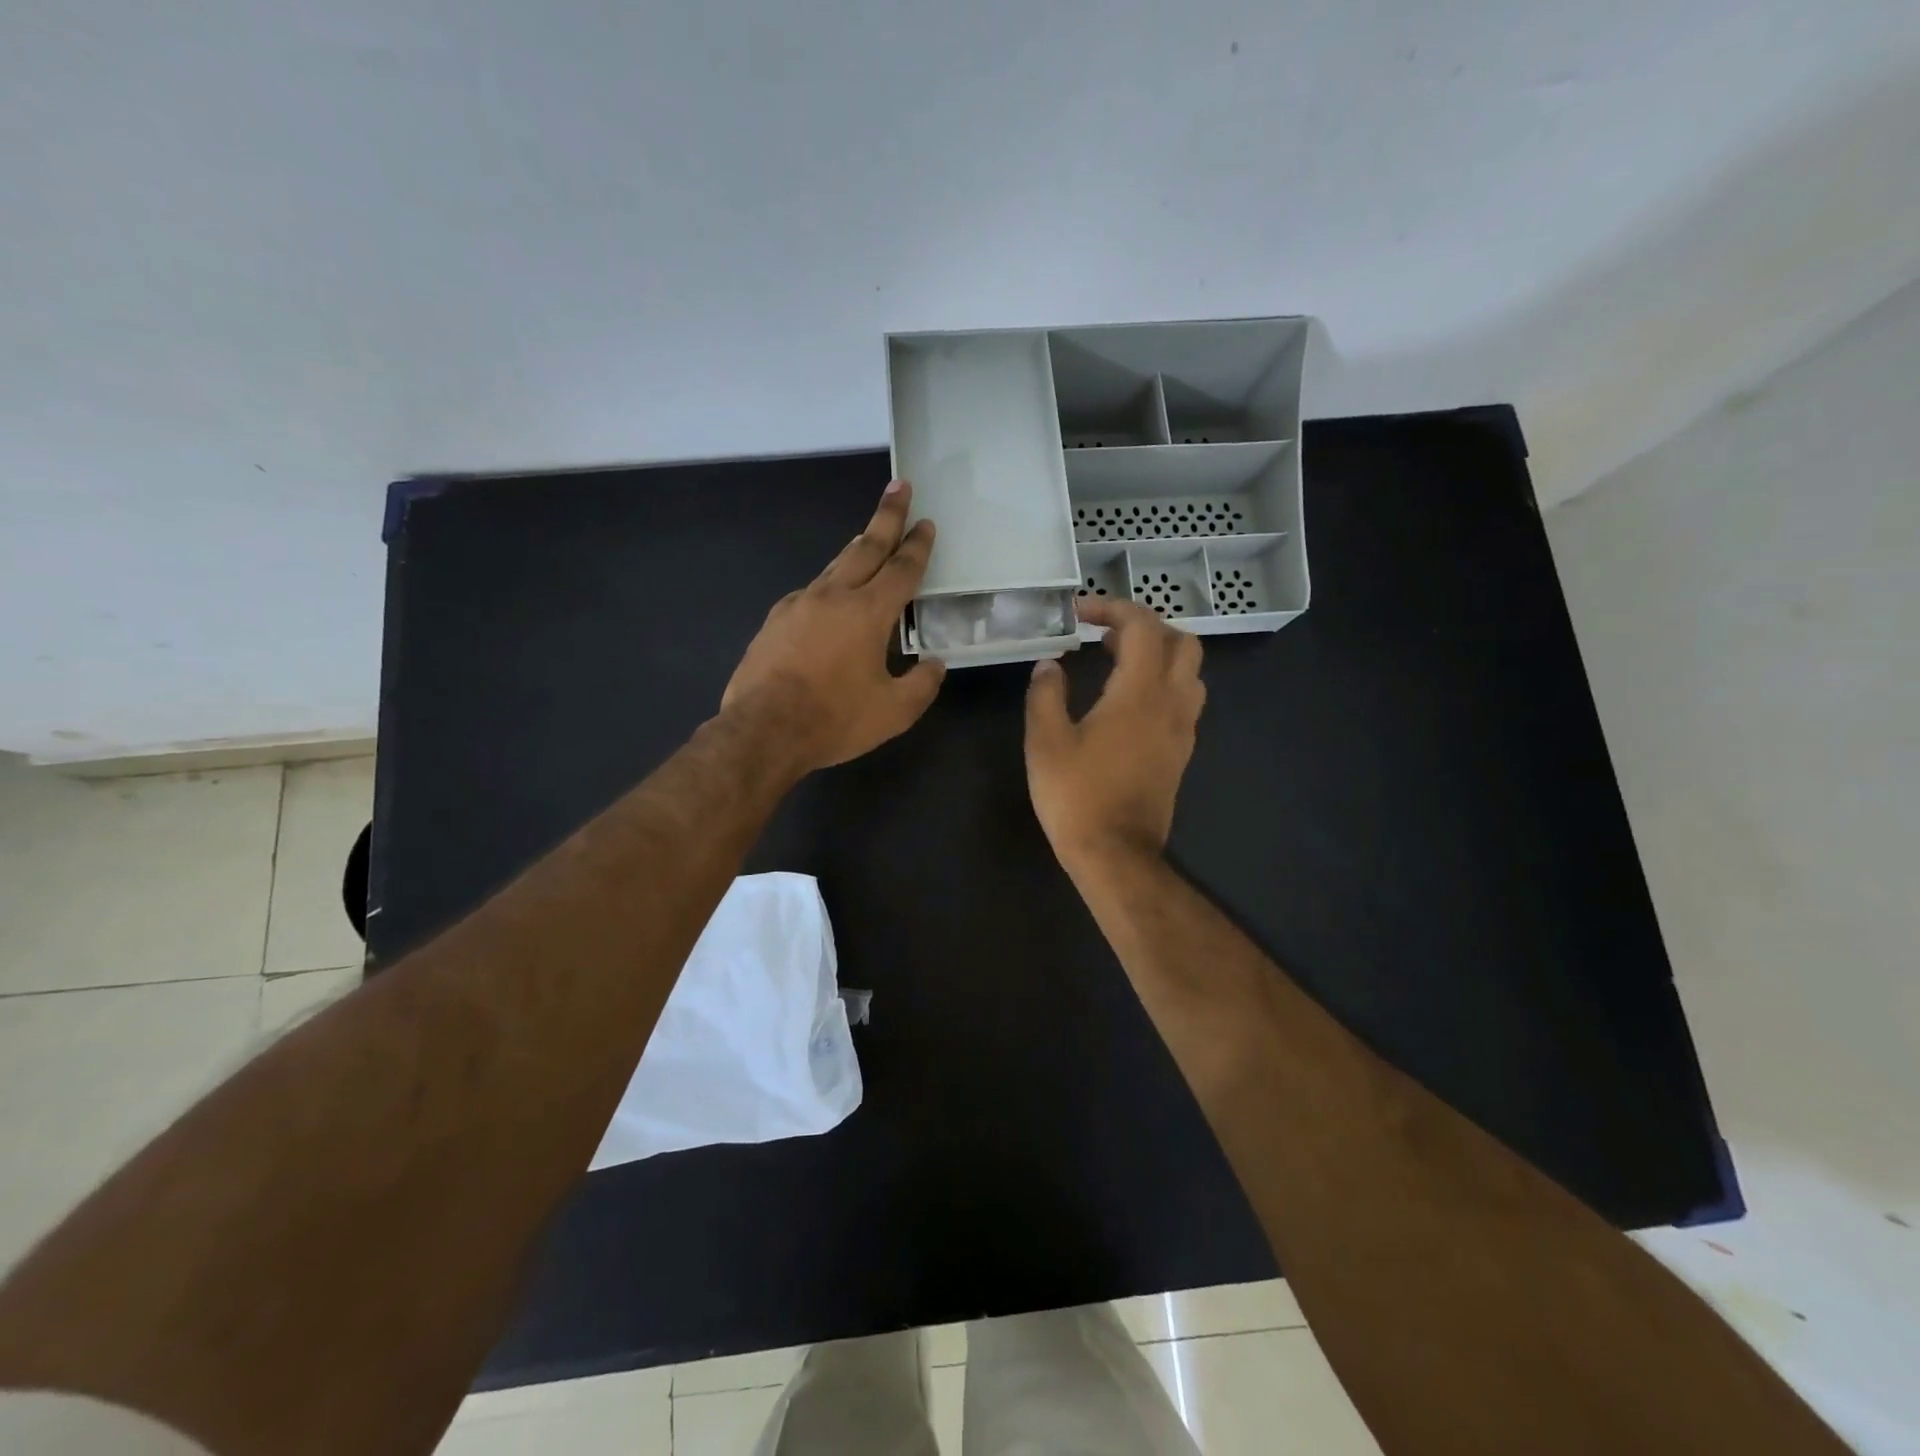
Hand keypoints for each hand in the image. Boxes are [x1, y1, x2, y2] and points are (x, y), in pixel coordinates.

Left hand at [722, 480, 945, 773]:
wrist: (764, 730)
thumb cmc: (835, 718)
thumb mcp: (894, 711)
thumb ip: (921, 685)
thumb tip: (934, 665)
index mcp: (868, 612)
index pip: (901, 569)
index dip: (917, 546)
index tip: (925, 522)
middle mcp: (833, 596)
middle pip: (866, 547)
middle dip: (886, 516)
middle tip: (898, 487)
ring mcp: (798, 605)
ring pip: (835, 567)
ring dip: (856, 549)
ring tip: (867, 537)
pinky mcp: (774, 622)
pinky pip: (810, 594)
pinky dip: (828, 587)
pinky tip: (829, 598)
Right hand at [1024, 597, 1205, 868]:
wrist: (1116, 854)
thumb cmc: (1077, 795)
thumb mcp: (1046, 741)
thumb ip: (1046, 694)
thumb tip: (1049, 665)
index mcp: (1140, 693)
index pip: (1142, 627)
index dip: (1113, 608)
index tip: (1080, 614)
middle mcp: (1172, 703)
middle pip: (1182, 642)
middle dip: (1145, 627)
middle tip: (1105, 636)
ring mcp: (1183, 729)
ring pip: (1190, 671)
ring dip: (1160, 654)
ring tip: (1118, 662)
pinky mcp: (1181, 753)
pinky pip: (1185, 700)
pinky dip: (1163, 683)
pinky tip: (1129, 701)